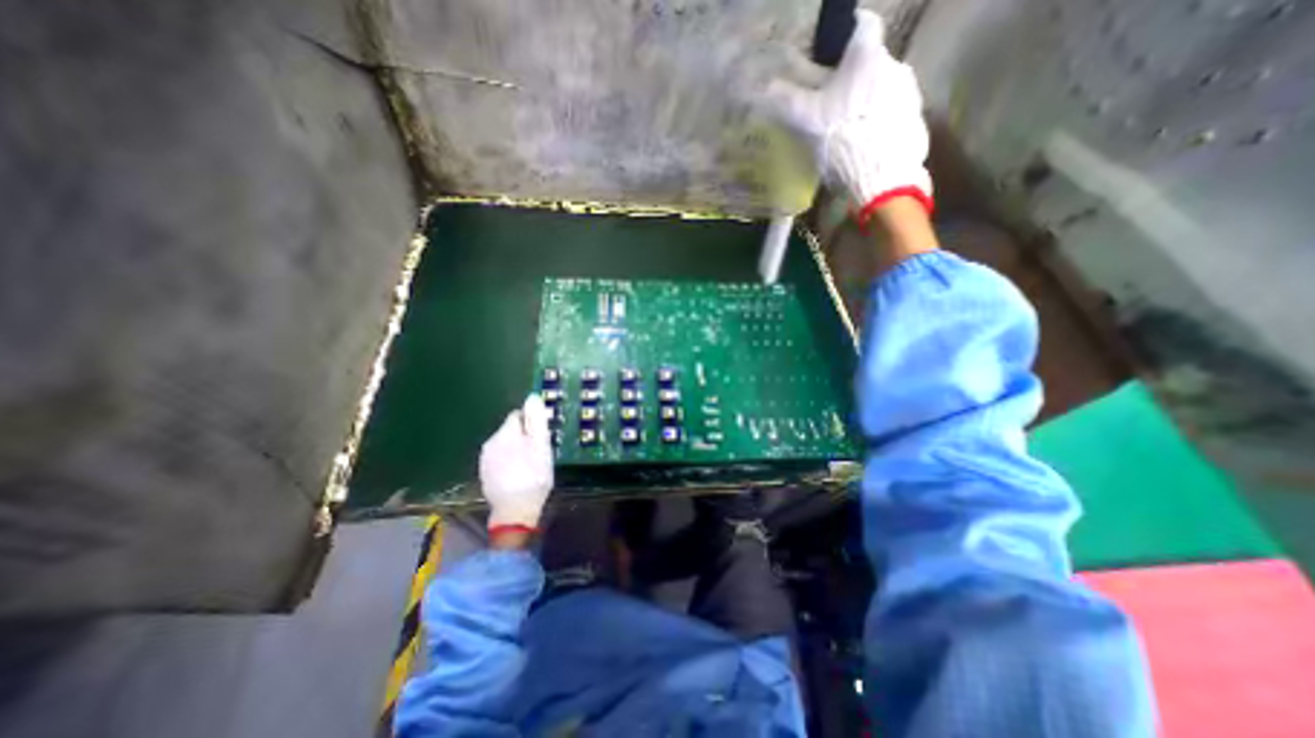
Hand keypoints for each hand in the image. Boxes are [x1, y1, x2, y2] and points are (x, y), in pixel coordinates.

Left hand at [480, 394, 553, 532]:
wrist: (514, 511)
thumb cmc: (533, 476)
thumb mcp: (541, 446)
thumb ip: (536, 421)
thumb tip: (532, 397)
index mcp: (505, 433)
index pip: (518, 414)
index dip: (532, 423)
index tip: (542, 437)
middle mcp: (491, 442)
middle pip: (511, 429)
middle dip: (525, 436)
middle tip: (539, 452)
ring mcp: (485, 458)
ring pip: (505, 443)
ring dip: (517, 448)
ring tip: (530, 463)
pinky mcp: (485, 472)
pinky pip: (500, 457)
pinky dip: (510, 460)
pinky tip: (518, 473)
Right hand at [762, 10, 933, 218]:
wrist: (880, 178)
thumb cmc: (841, 139)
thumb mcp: (807, 120)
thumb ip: (788, 100)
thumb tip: (765, 87)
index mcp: (867, 58)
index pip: (864, 26)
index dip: (848, 34)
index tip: (835, 53)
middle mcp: (895, 65)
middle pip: (872, 64)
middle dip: (854, 80)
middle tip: (833, 106)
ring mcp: (910, 94)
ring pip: (884, 90)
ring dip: (868, 104)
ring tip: (850, 132)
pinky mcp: (916, 122)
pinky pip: (895, 115)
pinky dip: (881, 124)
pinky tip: (867, 146)